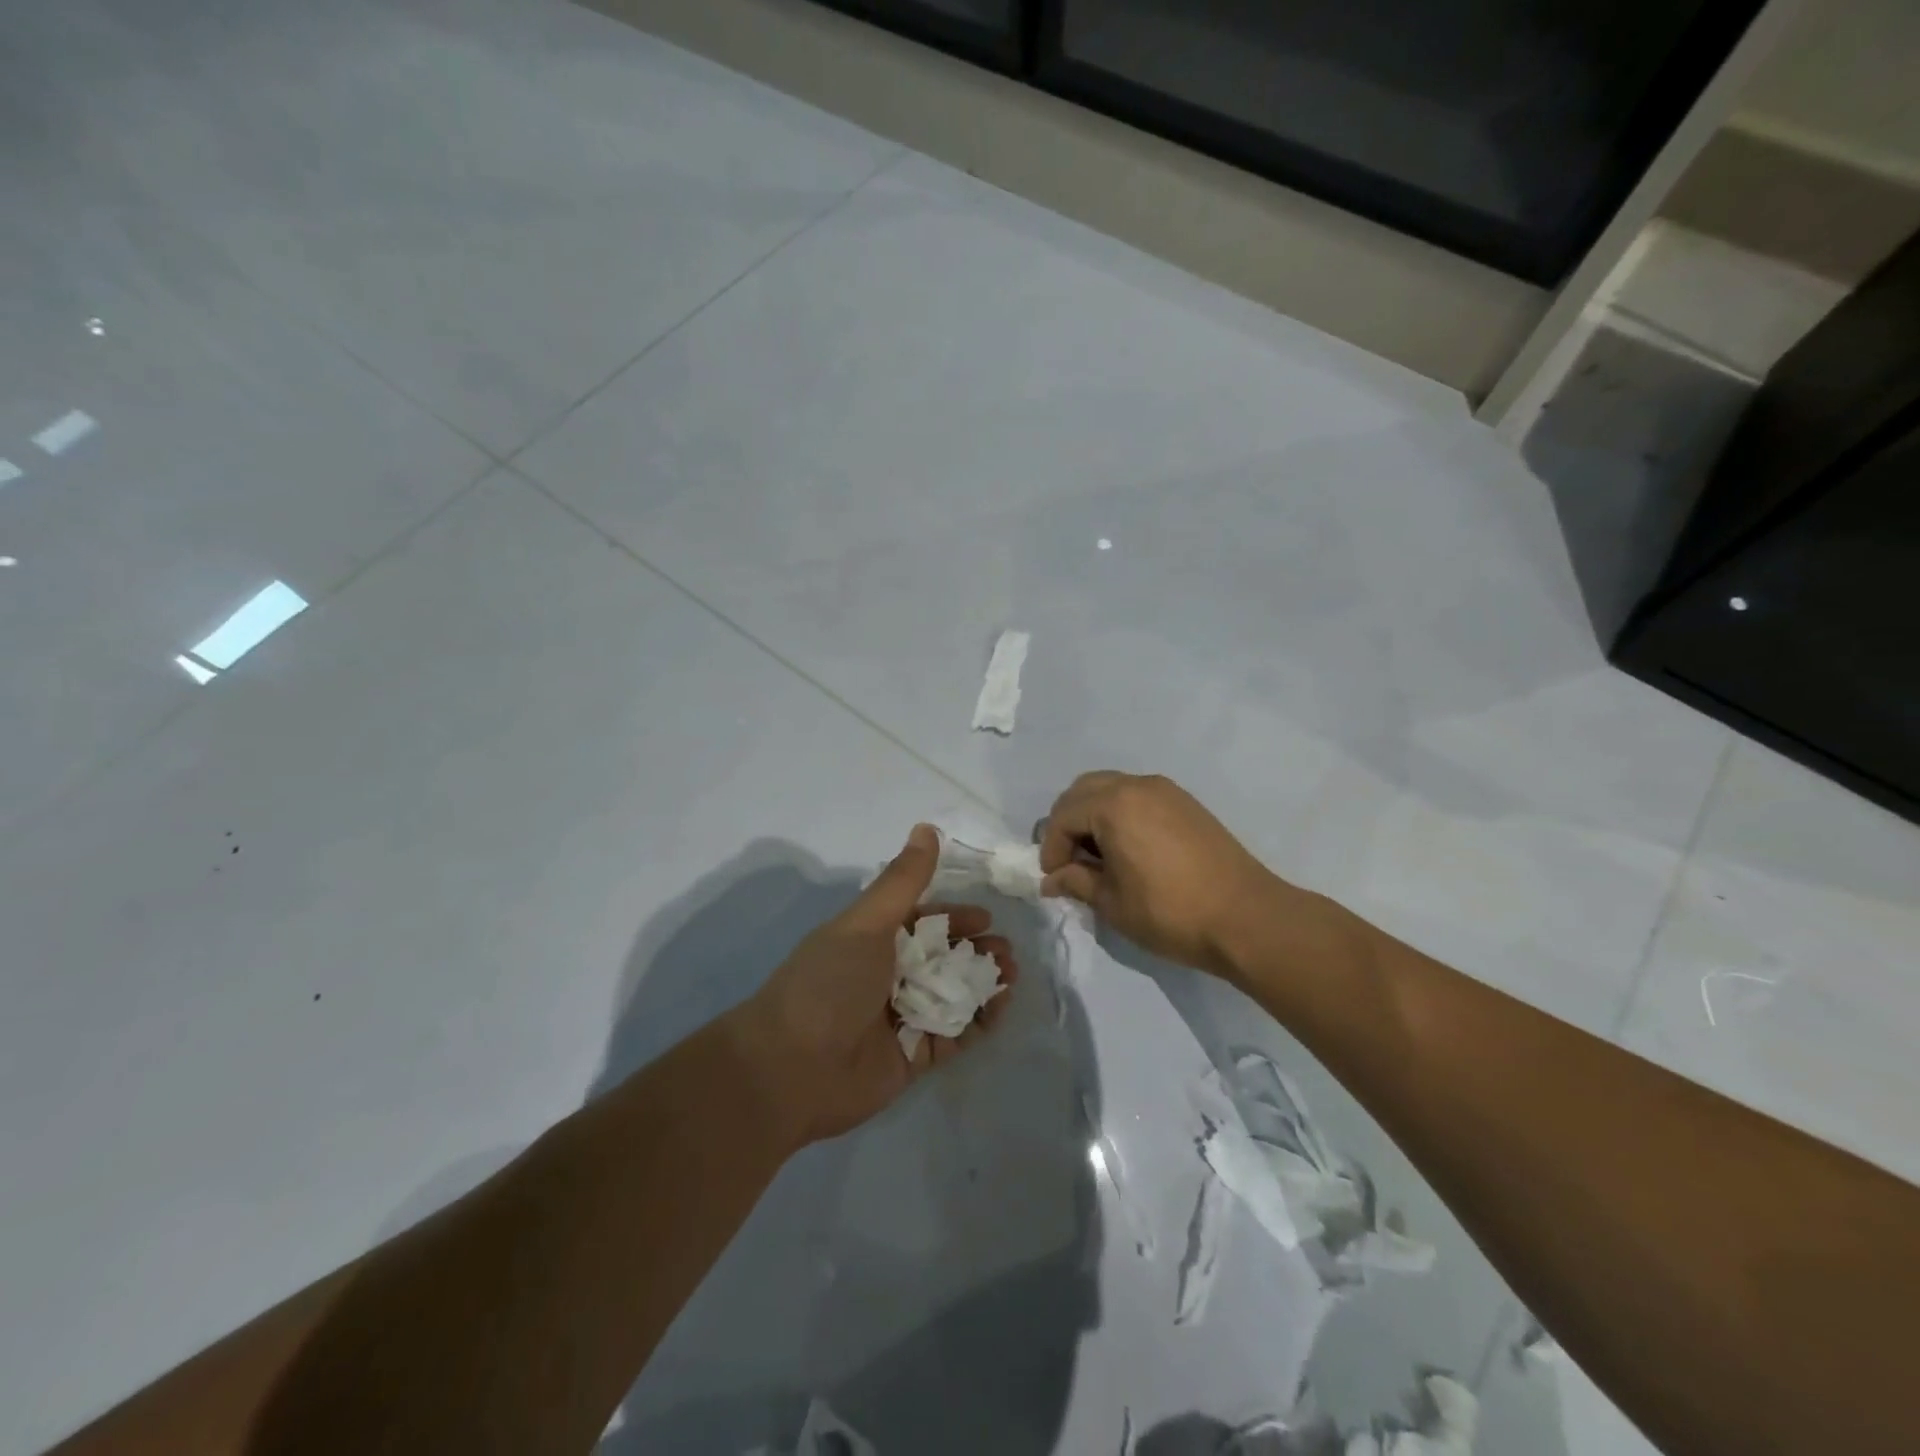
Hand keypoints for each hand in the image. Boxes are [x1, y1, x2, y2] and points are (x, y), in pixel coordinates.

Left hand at [729, 825, 1016, 1146]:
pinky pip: (954, 1034)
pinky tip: (1000, 1008)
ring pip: (953, 994)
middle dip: (976, 952)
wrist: (791, 1069)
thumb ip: (903, 880)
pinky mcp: (913, 1056)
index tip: (986, 919)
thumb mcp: (867, 923)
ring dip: (984, 983)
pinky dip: (978, 1022)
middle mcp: (888, 975)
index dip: (955, 917)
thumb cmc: (829, 983)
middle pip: (943, 957)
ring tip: (1011, 977)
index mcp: (872, 939)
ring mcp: (901, 1016)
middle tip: (1006, 953)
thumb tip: (926, 827)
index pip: (923, 921)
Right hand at [1039, 772, 1283, 976]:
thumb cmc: (1171, 913)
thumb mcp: (1113, 903)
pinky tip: (1127, 848)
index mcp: (1114, 806)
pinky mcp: (1185, 802)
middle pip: (1083, 791)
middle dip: (1067, 823)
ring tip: (1097, 856)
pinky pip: (1137, 795)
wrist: (1247, 918)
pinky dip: (1120, 813)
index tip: (1054, 879)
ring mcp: (1165, 790)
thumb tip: (1052, 880)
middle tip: (1069, 861)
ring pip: (1110, 788)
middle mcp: (1136, 786)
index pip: (1063, 817)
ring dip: (1093, 815)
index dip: (1051, 848)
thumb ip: (1076, 882)